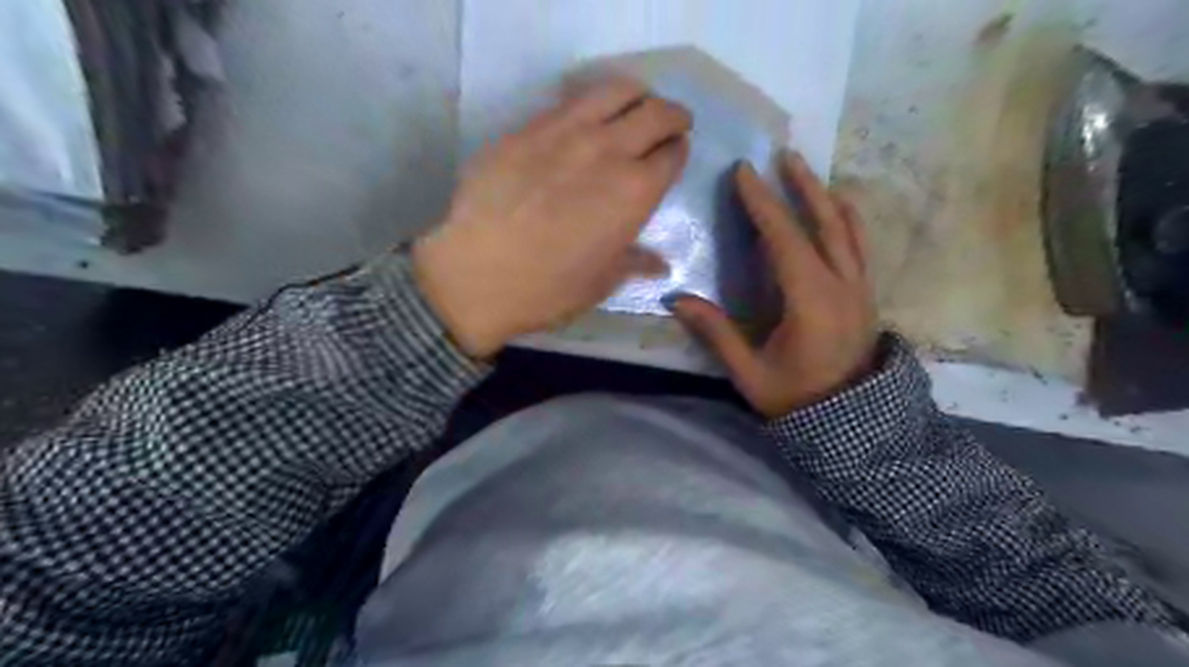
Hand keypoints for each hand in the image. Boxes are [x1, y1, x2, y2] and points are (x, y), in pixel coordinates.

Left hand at [413, 75, 687, 358]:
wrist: (475, 274)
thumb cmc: (547, 288)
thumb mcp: (600, 282)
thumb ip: (635, 262)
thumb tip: (660, 264)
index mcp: (635, 193)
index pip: (673, 154)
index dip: (678, 152)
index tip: (674, 154)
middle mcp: (609, 151)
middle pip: (656, 113)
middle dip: (672, 116)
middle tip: (670, 124)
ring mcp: (566, 132)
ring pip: (616, 90)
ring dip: (635, 96)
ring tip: (632, 109)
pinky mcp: (528, 127)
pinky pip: (569, 100)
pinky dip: (590, 103)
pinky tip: (583, 120)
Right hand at [673, 152, 876, 419]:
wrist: (852, 425)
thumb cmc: (797, 400)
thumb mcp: (750, 373)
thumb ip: (717, 334)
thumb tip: (677, 300)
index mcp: (811, 302)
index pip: (785, 240)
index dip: (762, 204)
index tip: (744, 172)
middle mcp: (842, 286)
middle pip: (824, 223)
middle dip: (802, 186)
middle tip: (784, 155)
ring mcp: (860, 289)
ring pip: (847, 230)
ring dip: (826, 197)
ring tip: (807, 172)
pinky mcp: (866, 296)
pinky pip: (859, 246)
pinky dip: (848, 220)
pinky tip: (838, 209)